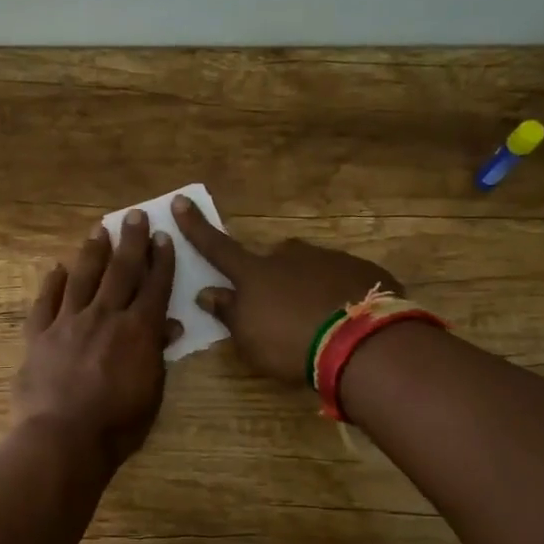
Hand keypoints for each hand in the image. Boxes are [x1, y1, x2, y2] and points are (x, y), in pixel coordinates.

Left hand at [12, 211, 178, 466]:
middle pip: (120, 271)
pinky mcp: (39, 335)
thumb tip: (170, 325)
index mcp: (138, 330)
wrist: (62, 438)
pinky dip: (52, 284)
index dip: (161, 260)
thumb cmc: (117, 425)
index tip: (162, 237)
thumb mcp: (152, 392)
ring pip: (83, 277)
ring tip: (99, 230)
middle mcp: (104, 316)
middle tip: (134, 216)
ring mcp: (68, 322)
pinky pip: (45, 302)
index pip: (154, 287)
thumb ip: (157, 354)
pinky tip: (57, 269)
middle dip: (130, 241)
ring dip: (92, 252)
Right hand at [171, 195, 401, 387]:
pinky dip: (339, 294)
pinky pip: (342, 279)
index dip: (196, 227)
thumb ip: (228, 313)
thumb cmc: (289, 343)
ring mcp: (329, 259)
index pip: (217, 247)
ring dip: (308, 286)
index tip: (181, 200)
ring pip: (309, 268)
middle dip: (272, 275)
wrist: (362, 342)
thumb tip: (208, 292)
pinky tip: (347, 320)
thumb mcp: (248, 338)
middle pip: (273, 258)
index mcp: (254, 273)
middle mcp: (289, 256)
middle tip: (281, 307)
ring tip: (319, 321)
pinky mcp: (363, 270)